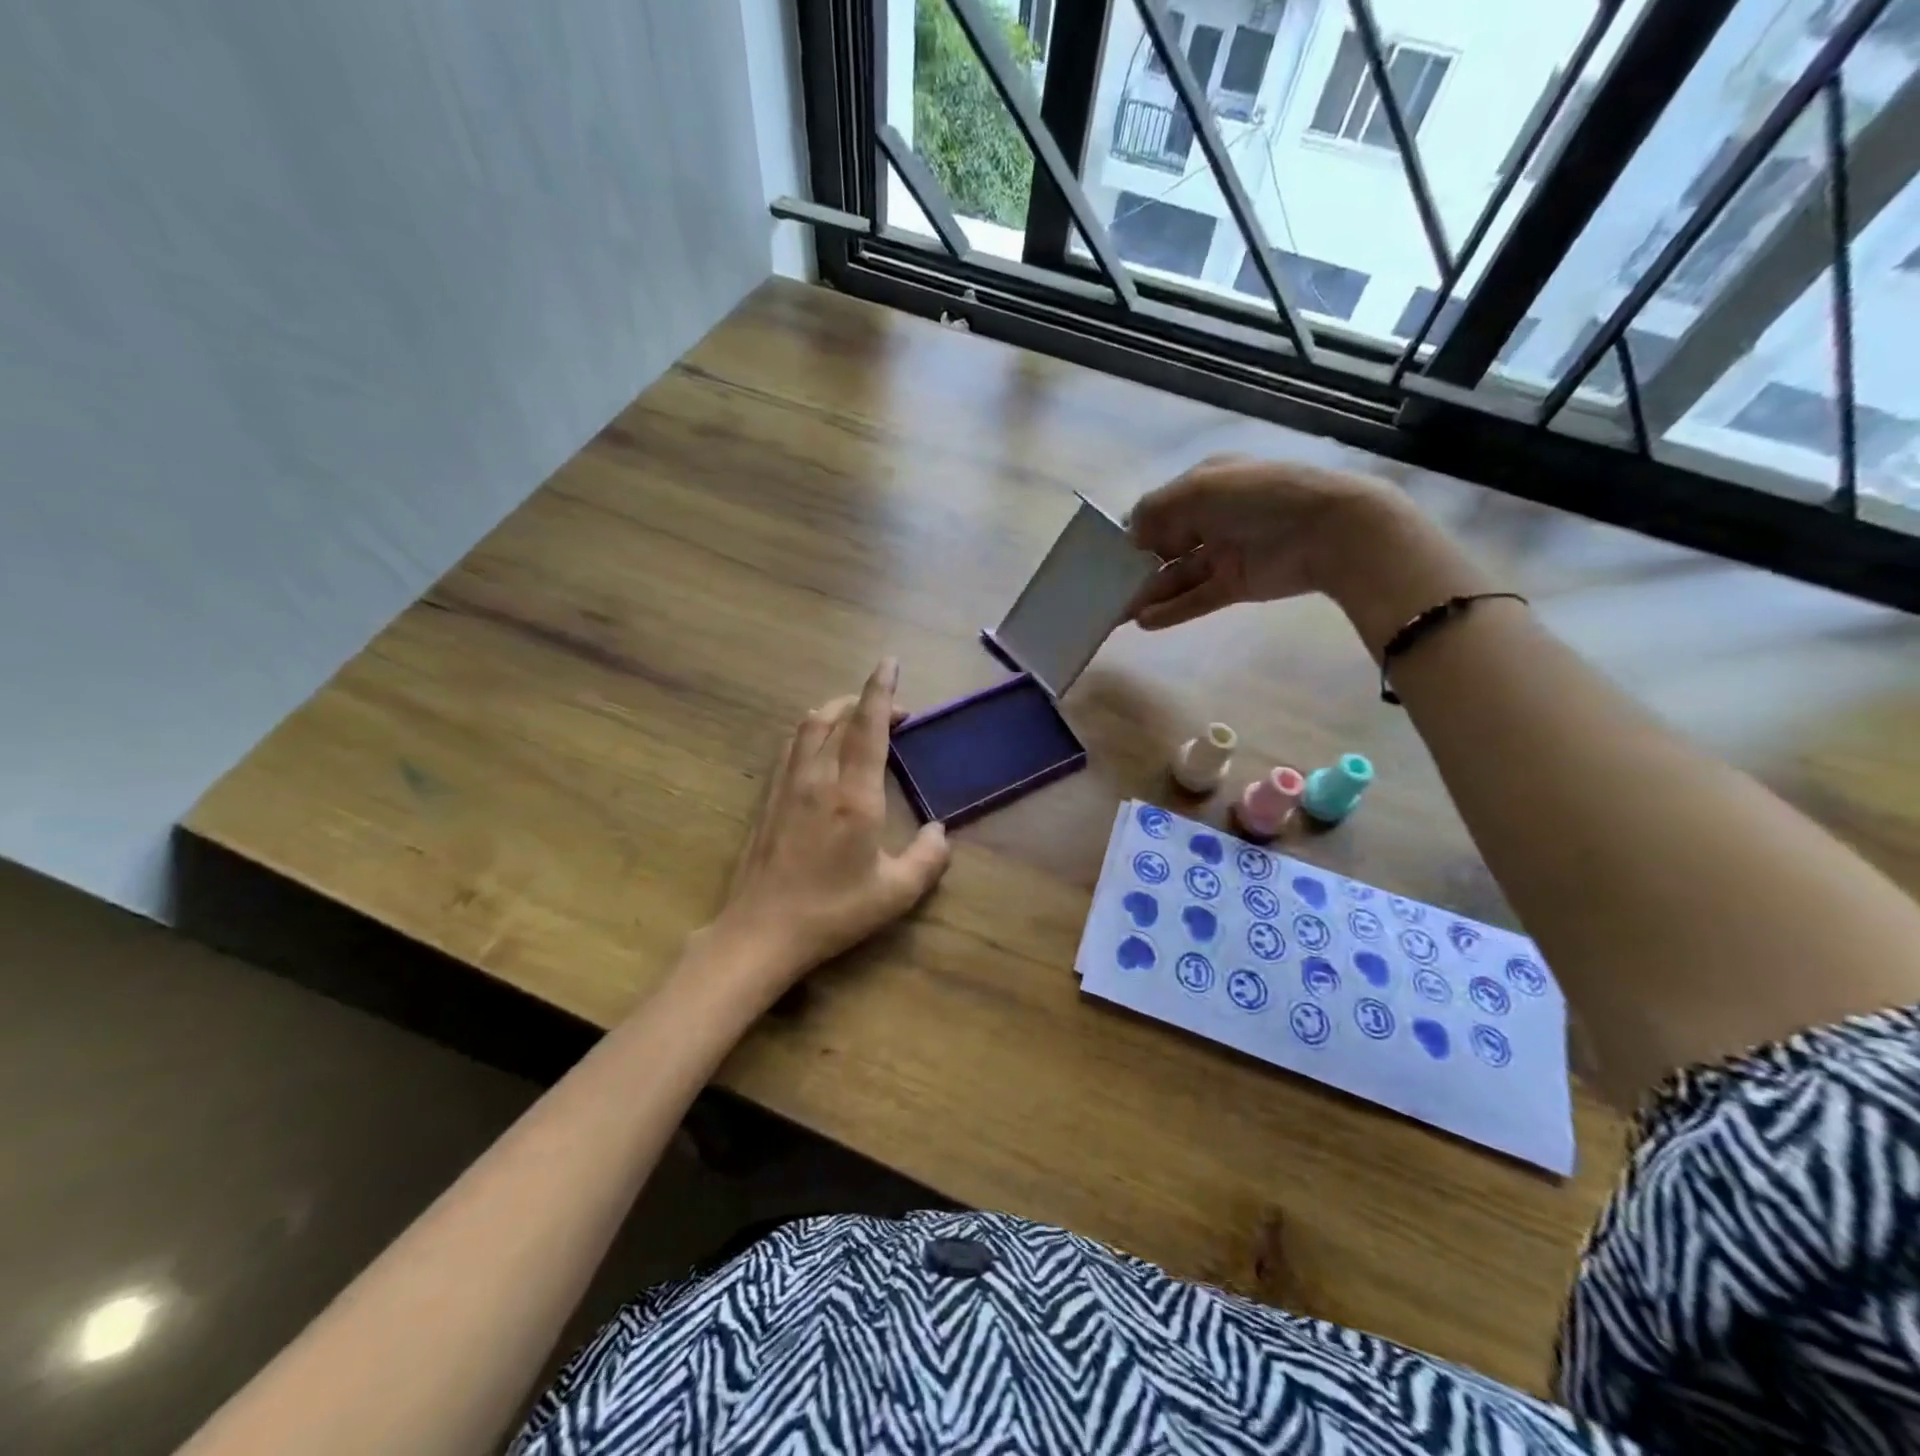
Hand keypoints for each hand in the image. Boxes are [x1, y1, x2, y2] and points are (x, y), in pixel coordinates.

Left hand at [702, 658, 950, 993]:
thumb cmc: (833, 912)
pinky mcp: (768, 797)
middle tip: (894, 709)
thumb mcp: (895, 893)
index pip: (869, 726)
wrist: (761, 930)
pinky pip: (792, 746)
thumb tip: (940, 831)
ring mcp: (788, 784)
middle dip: (865, 699)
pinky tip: (822, 746)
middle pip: (837, 716)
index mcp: (854, 794)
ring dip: (837, 710)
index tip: (890, 662)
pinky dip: (813, 730)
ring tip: (858, 718)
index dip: (882, 690)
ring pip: (810, 726)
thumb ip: (928, 858)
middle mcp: (819, 777)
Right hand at [1125, 455, 1407, 628]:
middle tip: (1102, 590)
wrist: (1328, 529)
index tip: (1103, 555)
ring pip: (1176, 577)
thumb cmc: (1260, 497)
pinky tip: (1144, 621)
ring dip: (1147, 594)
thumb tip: (1127, 534)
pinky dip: (1171, 610)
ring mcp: (1224, 554)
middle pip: (1163, 547)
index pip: (1158, 511)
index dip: (1132, 532)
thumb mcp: (1201, 488)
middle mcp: (1211, 519)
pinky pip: (1196, 599)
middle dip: (1133, 568)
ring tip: (1116, 614)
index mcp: (1205, 487)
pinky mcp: (1235, 585)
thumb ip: (1156, 509)